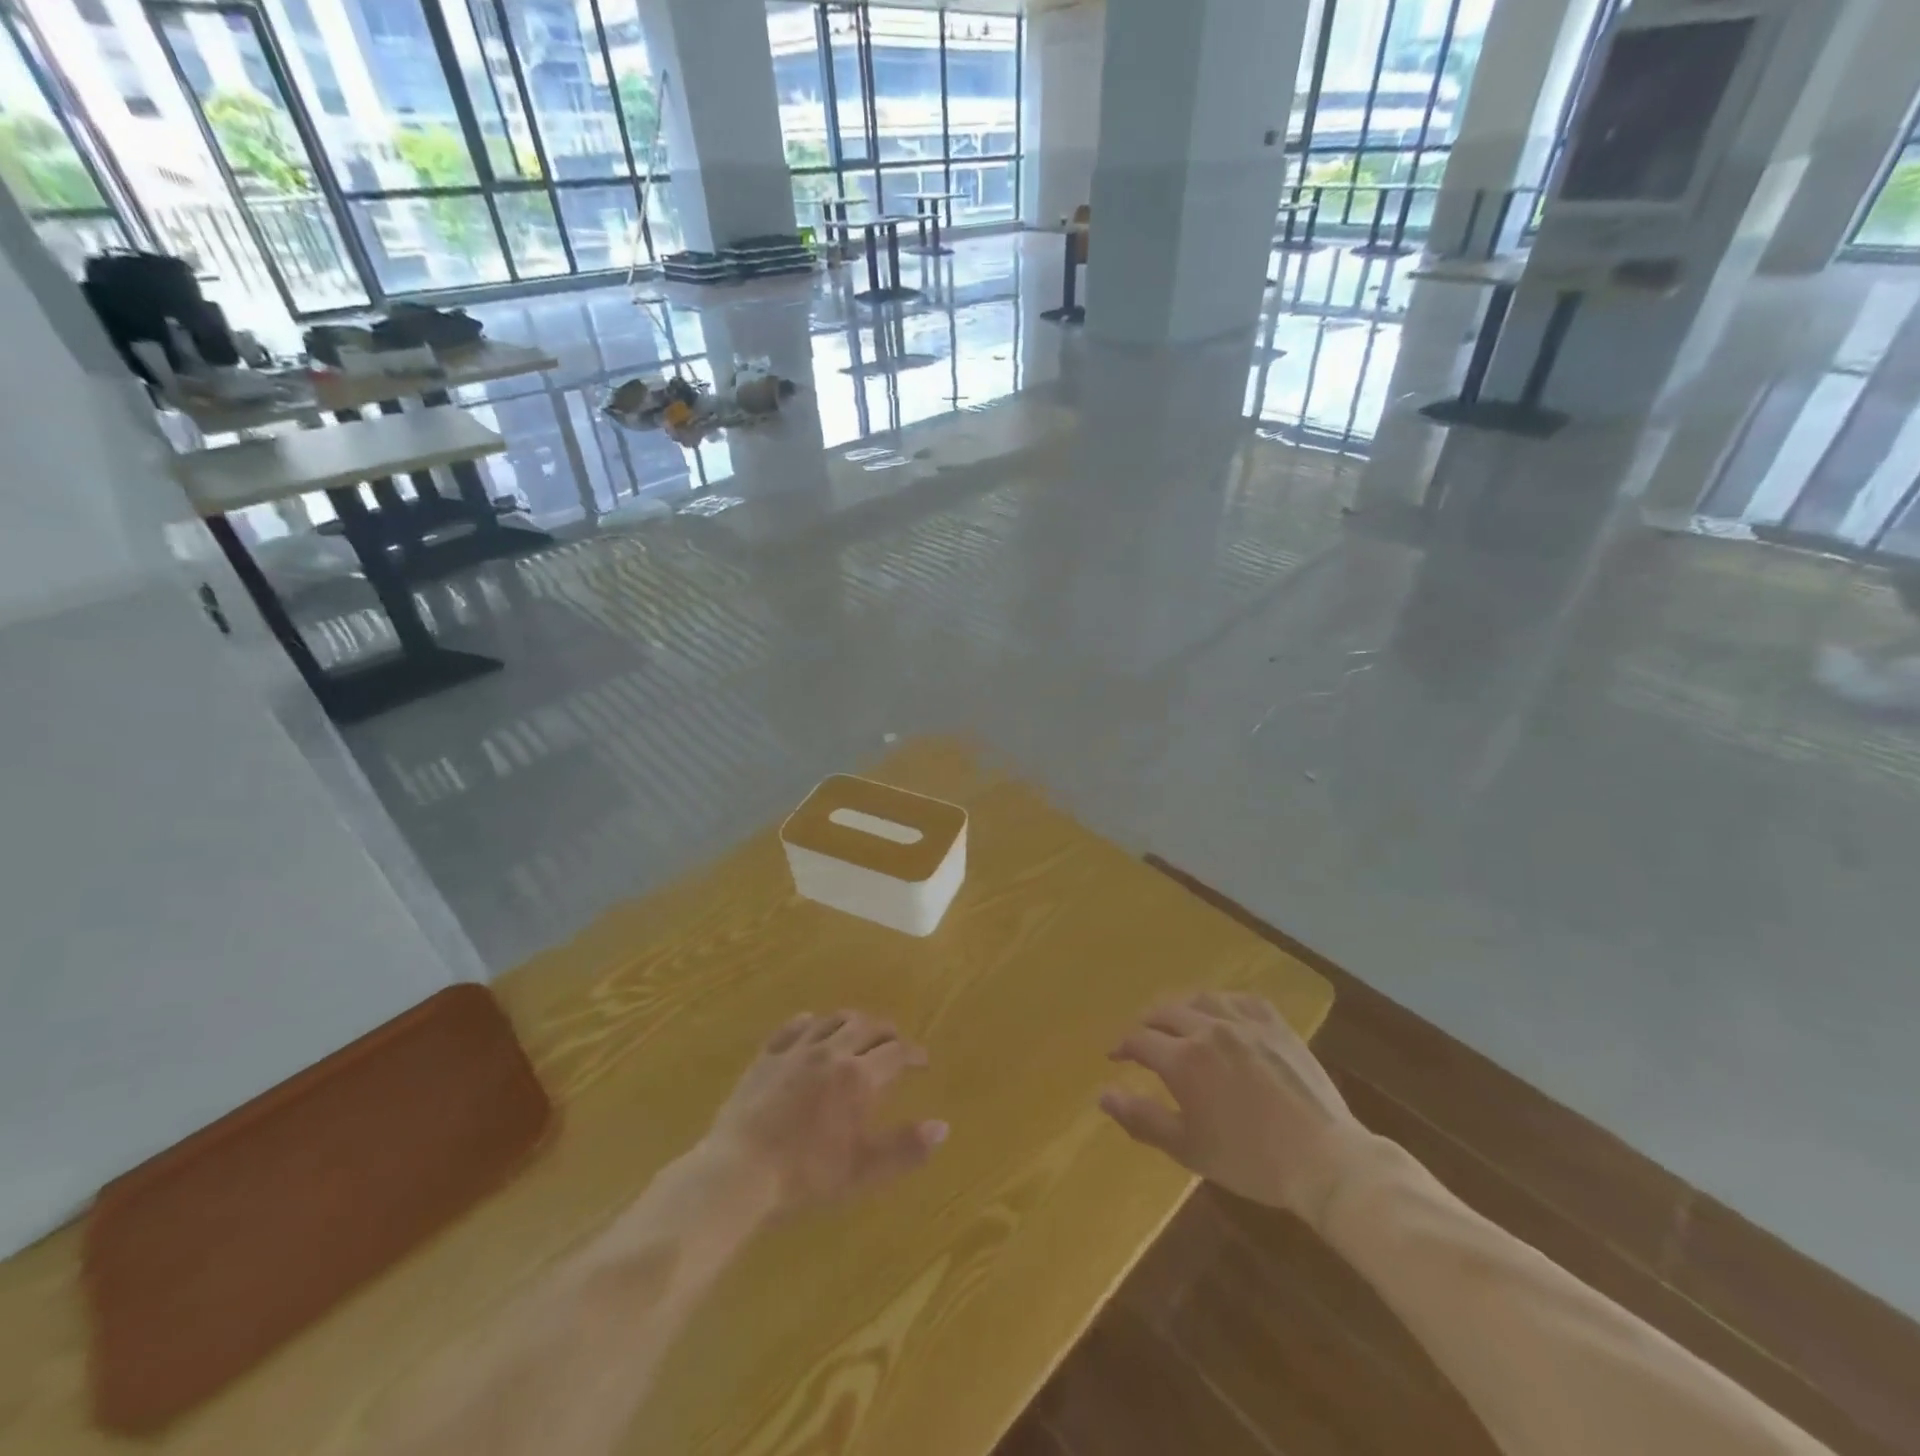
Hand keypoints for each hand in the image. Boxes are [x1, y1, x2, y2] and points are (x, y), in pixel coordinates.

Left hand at [704, 1011, 946, 1216]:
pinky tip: (811, 1026)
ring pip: (832, 1020)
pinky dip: (810, 1022)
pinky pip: (793, 1027)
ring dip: (852, 1022)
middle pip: (867, 1027)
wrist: (739, 1170)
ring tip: (858, 1032)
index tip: (923, 1061)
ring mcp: (796, 1050)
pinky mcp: (767, 1055)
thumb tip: (943, 1127)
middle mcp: (832, 1052)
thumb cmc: (806, 1175)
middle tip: (894, 1043)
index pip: (896, 1053)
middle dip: (886, 1033)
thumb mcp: (863, 1170)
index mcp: (859, 1077)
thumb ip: (905, 1148)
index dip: (913, 1054)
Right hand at [1100, 992, 1371, 1227]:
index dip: (1122, 1047)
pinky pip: (1241, 999)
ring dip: (1181, 1008)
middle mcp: (1209, 1029)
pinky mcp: (1276, 1025)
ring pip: (1201, 999)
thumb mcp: (1188, 1148)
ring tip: (1177, 1021)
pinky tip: (1221, 1012)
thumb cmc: (1251, 1161)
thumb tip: (1102, 1096)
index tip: (1115, 1056)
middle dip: (1147, 1024)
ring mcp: (1245, 1023)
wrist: (1325, 1160)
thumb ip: (1141, 1118)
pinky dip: (1222, 1002)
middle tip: (1142, 1039)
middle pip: (1166, 1012)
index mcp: (1183, 1059)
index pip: (1140, 1041)